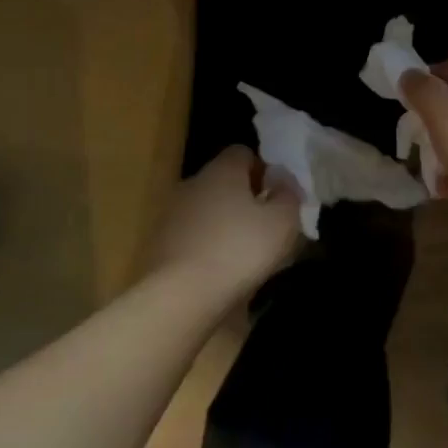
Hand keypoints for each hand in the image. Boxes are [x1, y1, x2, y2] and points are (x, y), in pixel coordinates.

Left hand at [145, 146, 301, 301]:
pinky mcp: (159, 243)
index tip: (277, 194)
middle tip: (265, 223)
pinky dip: (206, 243)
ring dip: (224, 221)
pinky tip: (220, 268)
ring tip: (244, 250)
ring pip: (206, 208)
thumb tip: (283, 181)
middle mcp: (192, 183)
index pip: (243, 152)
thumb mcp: (282, 222)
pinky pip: (192, 234)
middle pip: (223, 180)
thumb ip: (288, 196)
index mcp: (222, 171)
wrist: (181, 295)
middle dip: (244, 196)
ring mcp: (171, 213)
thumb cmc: (240, 250)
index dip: (263, 169)